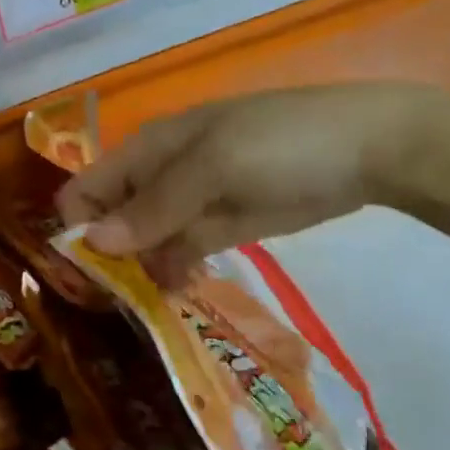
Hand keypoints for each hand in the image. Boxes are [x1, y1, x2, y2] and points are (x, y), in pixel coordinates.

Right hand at [56, 83, 446, 282]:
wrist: (373, 149)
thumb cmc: (283, 145)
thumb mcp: (214, 167)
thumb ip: (154, 207)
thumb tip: (92, 242)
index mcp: (146, 151)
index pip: (85, 189)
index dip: (77, 230)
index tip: (85, 277)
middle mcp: (157, 177)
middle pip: (109, 221)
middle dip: (107, 260)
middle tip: (118, 303)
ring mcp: (190, 204)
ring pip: (143, 243)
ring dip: (140, 273)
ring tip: (151, 304)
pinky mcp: (220, 226)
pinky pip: (180, 253)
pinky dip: (173, 273)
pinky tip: (179, 293)